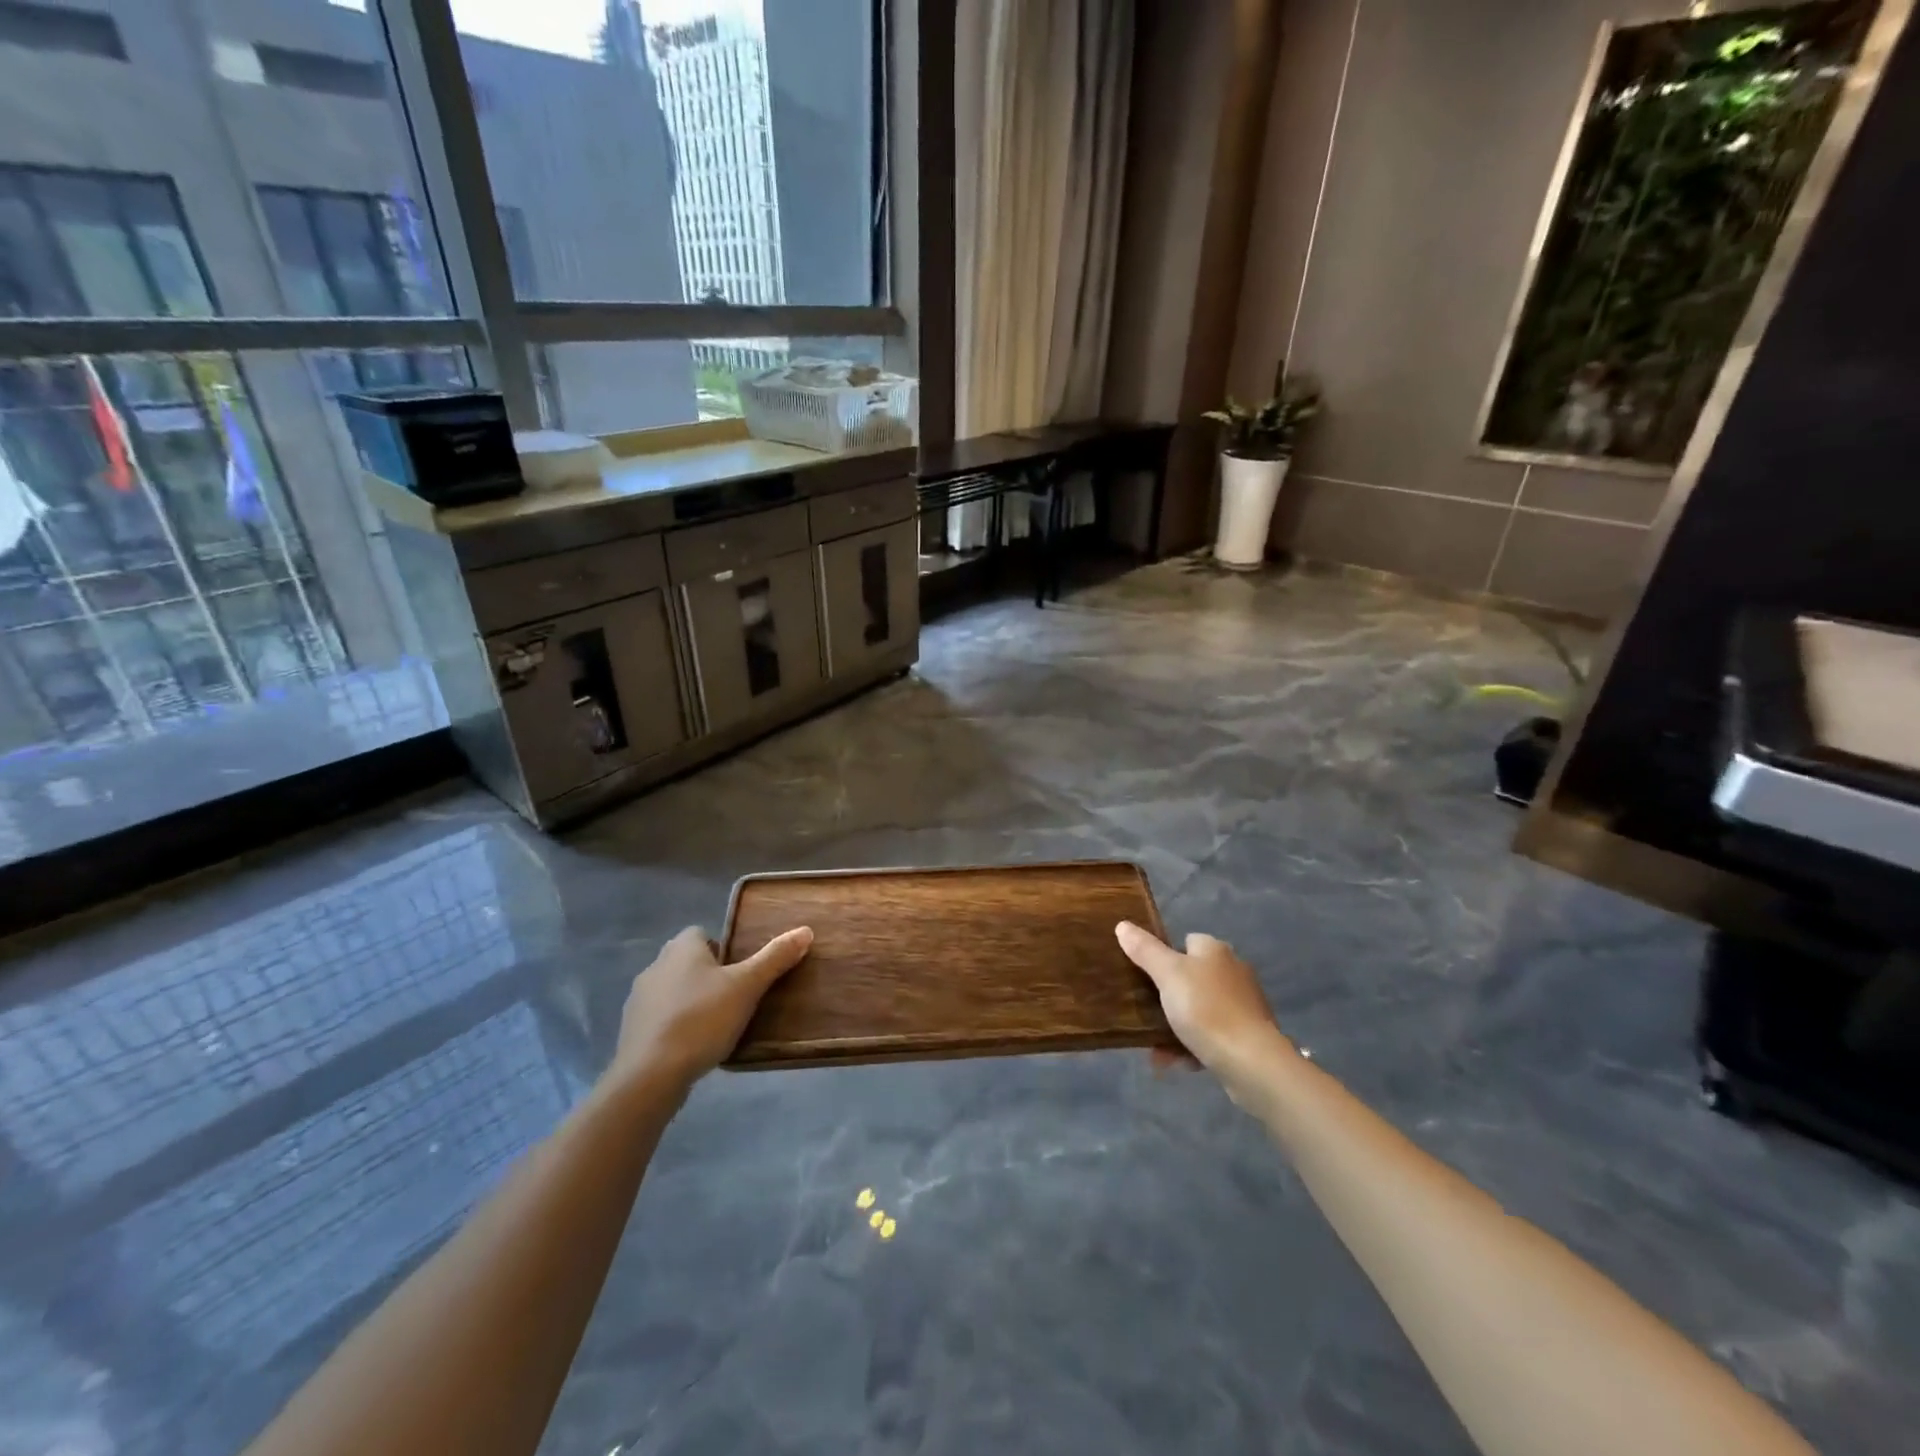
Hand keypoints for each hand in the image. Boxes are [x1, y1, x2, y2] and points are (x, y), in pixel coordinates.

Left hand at [611, 925, 813, 1092]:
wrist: (650, 1074)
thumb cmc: (702, 1019)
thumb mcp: (747, 986)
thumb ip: (775, 958)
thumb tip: (805, 930)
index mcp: (682, 947)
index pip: (702, 933)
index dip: (723, 948)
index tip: (741, 972)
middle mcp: (656, 965)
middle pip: (688, 961)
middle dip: (709, 975)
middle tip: (735, 997)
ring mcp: (638, 999)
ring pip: (673, 990)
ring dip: (691, 1001)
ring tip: (717, 1025)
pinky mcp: (631, 1031)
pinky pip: (660, 1019)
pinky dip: (675, 1026)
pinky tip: (692, 1047)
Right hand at [1116, 922, 1291, 1089]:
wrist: (1251, 1061)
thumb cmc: (1205, 1009)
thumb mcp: (1167, 974)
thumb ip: (1144, 950)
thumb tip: (1123, 925)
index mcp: (1215, 950)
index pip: (1186, 942)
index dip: (1165, 956)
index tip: (1147, 977)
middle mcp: (1233, 971)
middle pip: (1191, 978)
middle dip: (1167, 999)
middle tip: (1146, 1015)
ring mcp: (1243, 1004)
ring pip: (1199, 1010)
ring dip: (1177, 1028)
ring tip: (1158, 1051)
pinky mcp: (1249, 1035)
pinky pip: (1212, 1035)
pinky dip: (1195, 1046)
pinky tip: (1180, 1063)